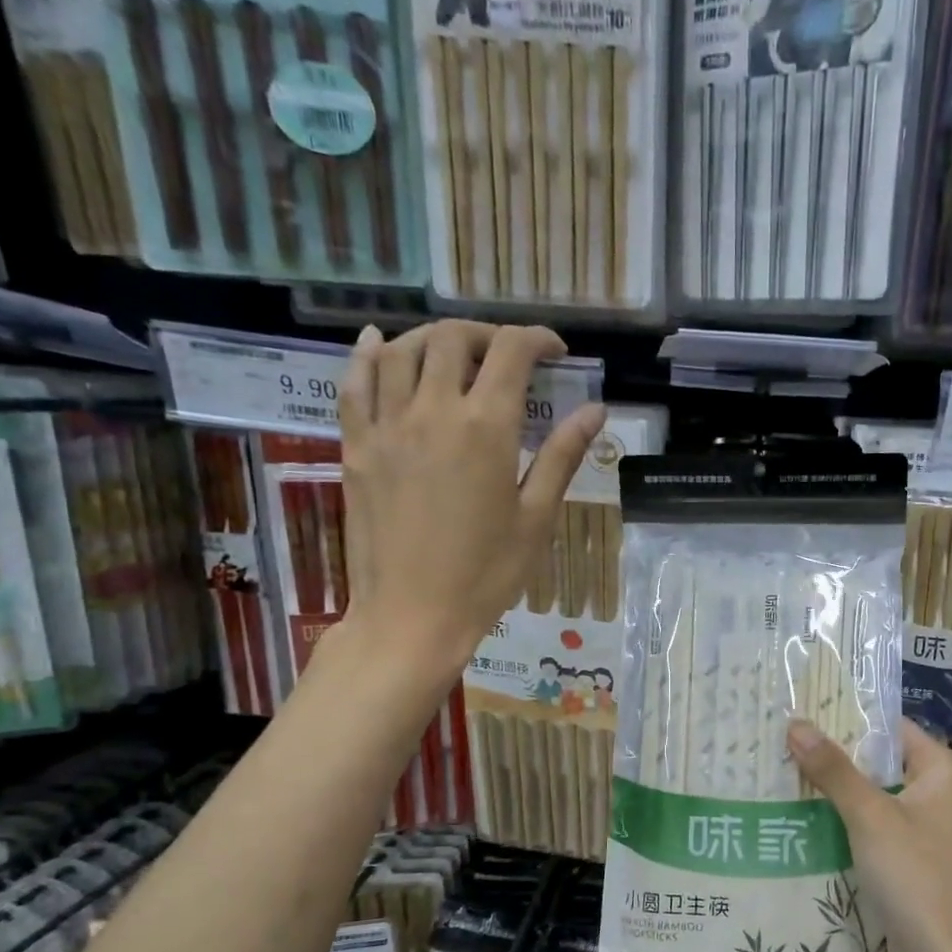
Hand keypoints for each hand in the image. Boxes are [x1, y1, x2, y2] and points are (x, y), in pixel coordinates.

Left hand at [328, 320, 605, 682]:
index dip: (538, 340)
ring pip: (403, 350)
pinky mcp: (356, 446)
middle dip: (487, 335)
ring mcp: (386, 426)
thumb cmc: (486, 575)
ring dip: (434, 338)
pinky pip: (354, 382)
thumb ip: (562, 456)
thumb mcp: (536, 518)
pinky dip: (369, 354)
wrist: (412, 616)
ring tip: (456, 354)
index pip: (511, 353)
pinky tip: (382, 344)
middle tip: (508, 357)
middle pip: (454, 339)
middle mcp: (432, 411)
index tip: (556, 352)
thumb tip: (596, 410)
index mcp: (485, 428)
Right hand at [785, 718, 951, 951]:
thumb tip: (796, 724)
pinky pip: (877, 829)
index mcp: (944, 773)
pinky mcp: (914, 862)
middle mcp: (941, 795)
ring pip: (876, 798)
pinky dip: (847, 823)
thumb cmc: (916, 879)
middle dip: (837, 756)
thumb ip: (834, 770)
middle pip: (883, 762)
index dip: (851, 719)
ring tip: (784, 774)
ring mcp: (928, 831)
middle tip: (784, 743)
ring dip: (838, 791)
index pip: (894, 728)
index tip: (805, 712)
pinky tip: (805, 820)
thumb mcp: (870, 818)